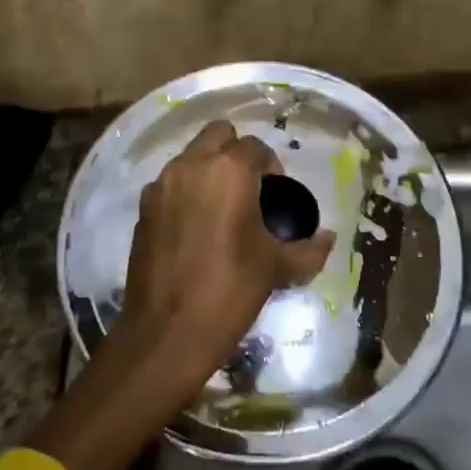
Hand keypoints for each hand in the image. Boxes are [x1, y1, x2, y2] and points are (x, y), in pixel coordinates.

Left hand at [118, 119, 335, 397]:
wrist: (165, 335)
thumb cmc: (229, 292)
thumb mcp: (276, 268)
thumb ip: (308, 249)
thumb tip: (328, 238)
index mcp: (228, 170)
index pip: (257, 147)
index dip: (272, 167)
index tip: (277, 196)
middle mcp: (191, 166)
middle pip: (218, 134)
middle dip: (237, 153)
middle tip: (250, 190)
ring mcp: (161, 186)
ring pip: (190, 157)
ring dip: (209, 170)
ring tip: (223, 211)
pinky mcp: (142, 210)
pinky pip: (170, 184)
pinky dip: (185, 193)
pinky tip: (196, 229)